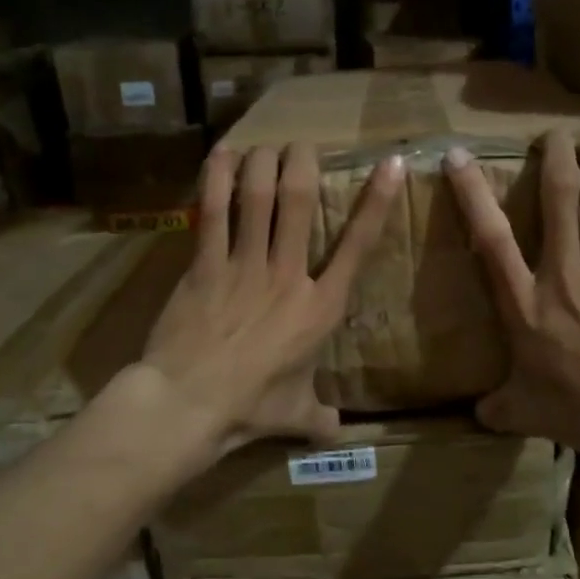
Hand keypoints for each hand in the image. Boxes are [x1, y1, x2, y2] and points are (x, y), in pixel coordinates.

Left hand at [141, 141, 403, 456]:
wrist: (190, 403)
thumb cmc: (250, 408)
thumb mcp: (297, 416)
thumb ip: (321, 418)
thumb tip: (338, 432)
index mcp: (320, 307)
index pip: (358, 245)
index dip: (376, 201)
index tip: (389, 164)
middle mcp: (288, 274)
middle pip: (300, 202)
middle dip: (303, 164)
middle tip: (301, 147)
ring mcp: (244, 265)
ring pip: (258, 197)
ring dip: (264, 163)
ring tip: (266, 146)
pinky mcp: (204, 264)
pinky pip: (214, 211)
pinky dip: (217, 178)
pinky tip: (222, 154)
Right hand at [444, 129, 579, 466]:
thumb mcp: (525, 413)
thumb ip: (497, 407)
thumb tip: (479, 414)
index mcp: (525, 305)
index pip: (491, 239)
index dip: (472, 193)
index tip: (459, 158)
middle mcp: (564, 274)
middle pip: (558, 198)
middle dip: (555, 156)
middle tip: (555, 134)